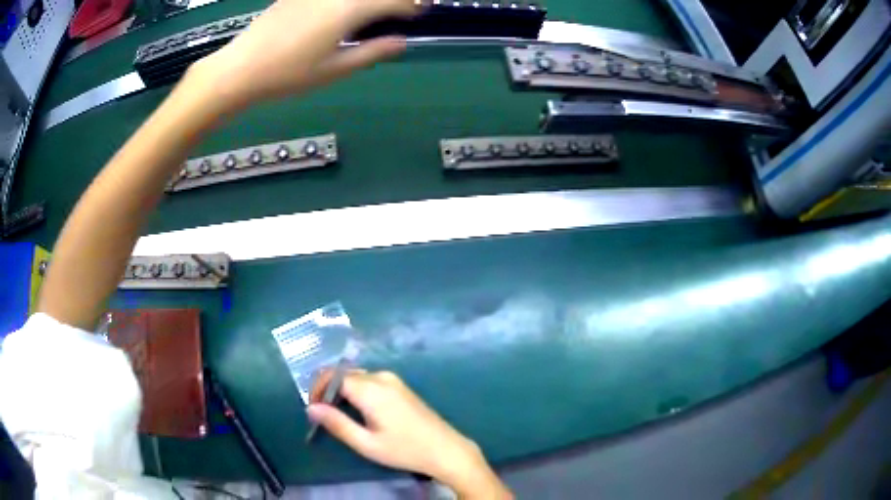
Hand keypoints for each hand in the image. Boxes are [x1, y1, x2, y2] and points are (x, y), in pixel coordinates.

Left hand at [192, 0, 418, 110]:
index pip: (394, 0)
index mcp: (350, 9)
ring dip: (369, 1)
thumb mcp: (335, 69)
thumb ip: (372, 52)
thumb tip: (401, 43)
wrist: (239, 69)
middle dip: (395, 0)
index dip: (412, 6)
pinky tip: (343, 12)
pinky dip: (346, 1)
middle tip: (402, 10)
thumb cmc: (288, 74)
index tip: (420, 14)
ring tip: (373, 12)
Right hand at [308, 370, 512, 498]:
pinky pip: (370, 381)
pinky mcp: (400, 386)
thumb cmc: (404, 450)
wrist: (445, 449)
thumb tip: (311, 408)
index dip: (317, 389)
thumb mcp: (366, 443)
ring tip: (338, 415)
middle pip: (344, 374)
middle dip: (328, 390)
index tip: (313, 409)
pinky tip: (359, 412)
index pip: (333, 376)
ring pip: (357, 377)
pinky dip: (357, 392)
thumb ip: (337, 424)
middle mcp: (381, 377)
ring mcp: (393, 380)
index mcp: (371, 389)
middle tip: (323, 414)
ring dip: (342, 391)